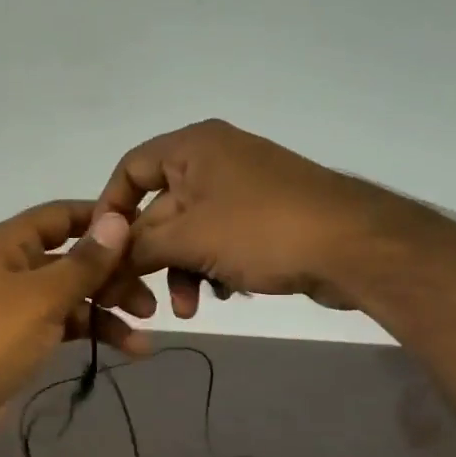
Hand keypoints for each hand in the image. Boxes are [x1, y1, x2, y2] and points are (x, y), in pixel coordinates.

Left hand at [0, 201, 146, 456]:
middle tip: (151, 297)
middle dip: (113, 274)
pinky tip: (129, 349)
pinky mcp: (22, 341)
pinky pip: (66, 327)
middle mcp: (14, 268)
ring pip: (73, 297)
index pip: (62, 216)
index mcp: (10, 243)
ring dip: (109, 310)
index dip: (103, 220)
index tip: (147, 233)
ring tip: (145, 331)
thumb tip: (118, 220)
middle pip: (73, 259)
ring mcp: (18, 307)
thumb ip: (84, 262)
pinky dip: (94, 334)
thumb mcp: (42, 296)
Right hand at [95, 119, 384, 317]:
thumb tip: (104, 262)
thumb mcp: (188, 239)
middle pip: (159, 209)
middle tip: (138, 299)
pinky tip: (224, 293)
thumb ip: (137, 248)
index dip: (110, 210)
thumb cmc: (261, 229)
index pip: (130, 169)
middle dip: (150, 257)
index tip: (102, 252)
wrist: (353, 246)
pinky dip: (213, 268)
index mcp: (193, 147)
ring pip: (189, 233)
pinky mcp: (264, 218)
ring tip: (189, 309)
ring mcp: (242, 190)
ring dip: (181, 272)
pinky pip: (219, 242)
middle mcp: (215, 160)